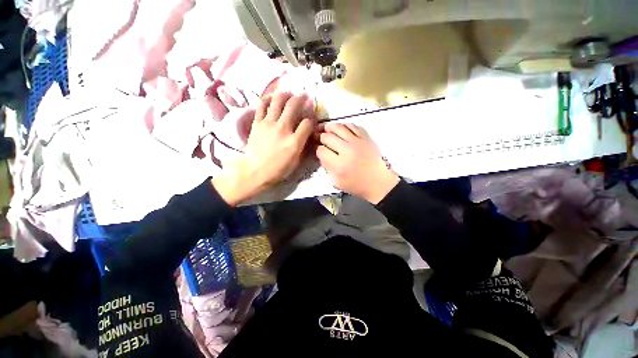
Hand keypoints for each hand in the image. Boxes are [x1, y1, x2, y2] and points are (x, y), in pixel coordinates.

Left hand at [213, 92, 314, 204]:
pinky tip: (272, 98)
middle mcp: (283, 129)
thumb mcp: (296, 162)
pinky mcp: (257, 123)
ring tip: (289, 93)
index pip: (307, 123)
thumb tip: (308, 134)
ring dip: (285, 94)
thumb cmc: (278, 170)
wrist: (255, 171)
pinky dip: (267, 98)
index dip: (312, 118)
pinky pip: (262, 105)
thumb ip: (303, 145)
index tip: (311, 117)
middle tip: (304, 95)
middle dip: (301, 99)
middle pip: (293, 106)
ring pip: (278, 101)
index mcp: (294, 142)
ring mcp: (268, 124)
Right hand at [316, 123, 399, 203]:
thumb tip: (322, 155)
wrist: (379, 182)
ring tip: (326, 129)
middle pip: (327, 137)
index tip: (318, 150)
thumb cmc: (357, 185)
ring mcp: (358, 142)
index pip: (321, 150)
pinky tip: (341, 129)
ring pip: (338, 127)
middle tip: (319, 138)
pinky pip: (352, 126)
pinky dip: (344, 126)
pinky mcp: (366, 138)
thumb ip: (327, 168)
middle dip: (320, 137)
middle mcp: (347, 150)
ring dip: (329, 127)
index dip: (317, 149)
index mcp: (339, 165)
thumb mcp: (337, 182)